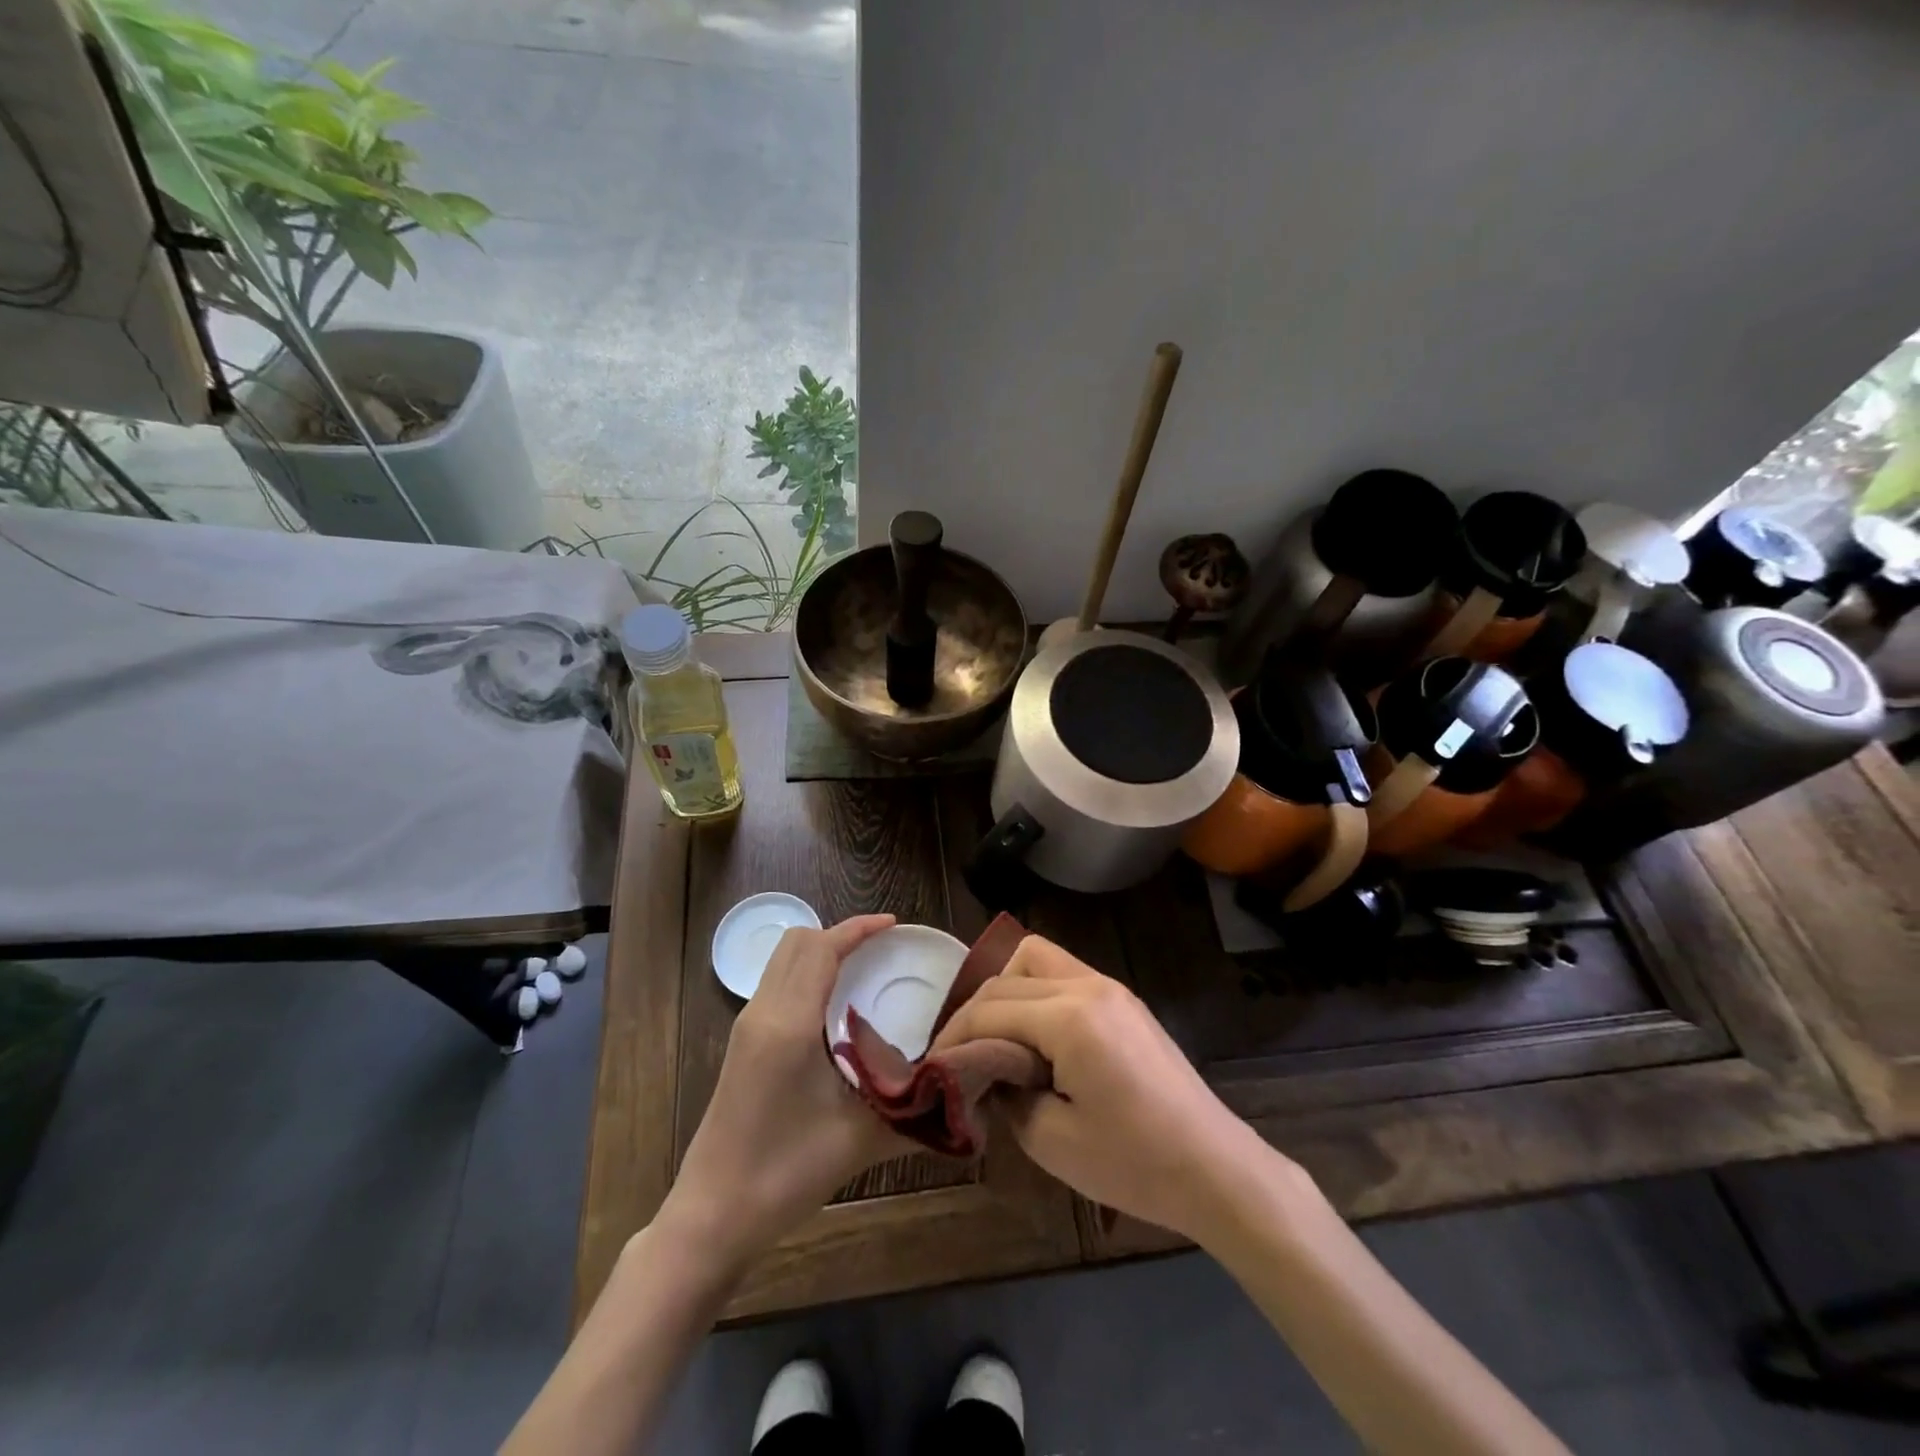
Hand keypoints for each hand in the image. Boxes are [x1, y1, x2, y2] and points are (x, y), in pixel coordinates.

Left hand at [660, 914, 912, 1269]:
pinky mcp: (741, 1044)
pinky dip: (806, 974)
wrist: (712, 1216)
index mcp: (789, 1023)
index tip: (894, 925)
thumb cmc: (784, 1174)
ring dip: (820, 951)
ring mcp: (746, 1026)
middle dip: (839, 933)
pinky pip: (776, 983)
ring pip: (782, 960)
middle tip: (881, 949)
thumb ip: (912, 1107)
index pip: (821, 948)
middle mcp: (763, 1012)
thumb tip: (960, 1091)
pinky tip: (833, 1008)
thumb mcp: (858, 1139)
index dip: (858, 929)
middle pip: (797, 941)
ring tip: (862, 971)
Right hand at [931, 936, 1285, 1241]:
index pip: (991, 1009)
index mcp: (1070, 1016)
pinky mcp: (1122, 999)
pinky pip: (1063, 975)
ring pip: (1037, 958)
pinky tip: (1033, 1036)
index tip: (931, 1066)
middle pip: (1009, 975)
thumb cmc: (1134, 1163)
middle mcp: (1089, 985)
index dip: (953, 1036)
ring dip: (1006, 990)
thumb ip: (1005, 1091)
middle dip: (974, 1011)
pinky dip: (1035, 993)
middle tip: (959, 1056)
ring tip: (995, 1039)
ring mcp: (1110, 986)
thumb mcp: (1050, 1139)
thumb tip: (981, 1068)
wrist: (1215, 1168)